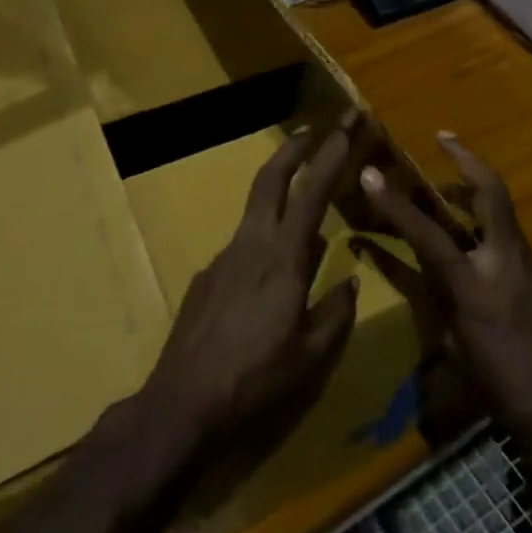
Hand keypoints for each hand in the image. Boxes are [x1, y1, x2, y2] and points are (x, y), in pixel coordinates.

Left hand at [144, 113, 363, 459]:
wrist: (181, 404)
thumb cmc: (255, 381)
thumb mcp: (310, 357)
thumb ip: (335, 313)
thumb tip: (351, 280)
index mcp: (284, 258)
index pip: (312, 193)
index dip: (330, 156)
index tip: (345, 127)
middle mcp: (252, 244)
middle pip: (270, 179)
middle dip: (293, 148)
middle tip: (312, 128)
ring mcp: (223, 257)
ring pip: (255, 209)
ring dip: (278, 191)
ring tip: (303, 208)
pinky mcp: (205, 276)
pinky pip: (241, 245)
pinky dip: (262, 240)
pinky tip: (268, 276)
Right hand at [355, 133, 531, 446]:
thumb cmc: (504, 391)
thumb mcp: (458, 349)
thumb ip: (445, 303)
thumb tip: (437, 278)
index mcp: (474, 285)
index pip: (427, 234)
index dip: (396, 203)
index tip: (371, 174)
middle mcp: (507, 263)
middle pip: (491, 193)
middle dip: (467, 160)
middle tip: (446, 138)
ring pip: (505, 221)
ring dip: (479, 204)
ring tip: (457, 202)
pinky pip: (520, 254)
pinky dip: (500, 251)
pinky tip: (495, 276)